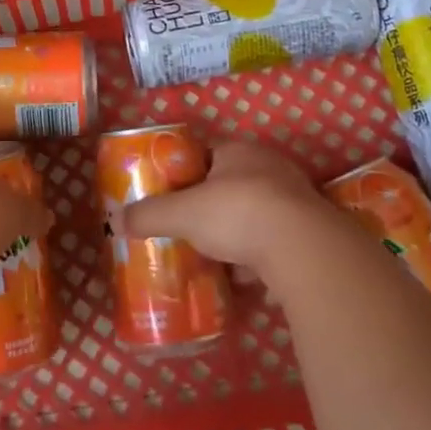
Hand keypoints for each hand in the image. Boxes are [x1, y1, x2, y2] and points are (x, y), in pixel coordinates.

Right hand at [121, 141, 329, 272]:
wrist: (304, 248)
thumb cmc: (237, 214)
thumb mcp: (182, 214)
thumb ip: (150, 215)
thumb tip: (117, 220)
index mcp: (238, 151)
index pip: (207, 154)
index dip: (188, 174)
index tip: (174, 196)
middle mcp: (270, 166)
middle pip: (233, 184)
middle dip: (214, 207)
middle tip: (193, 229)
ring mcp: (296, 198)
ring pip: (259, 213)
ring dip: (242, 233)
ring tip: (219, 257)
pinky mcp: (313, 230)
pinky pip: (280, 240)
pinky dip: (264, 255)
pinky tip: (251, 278)